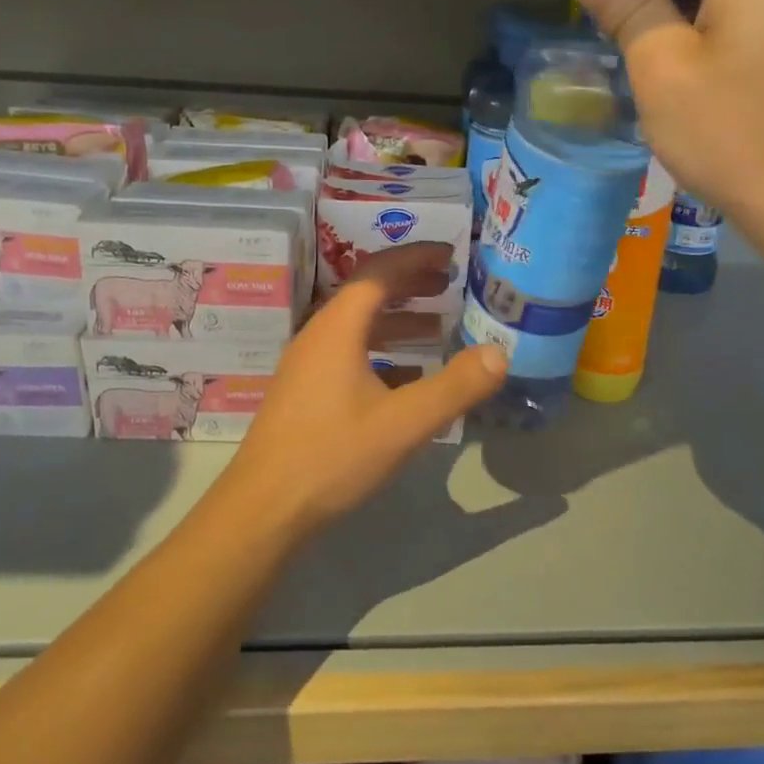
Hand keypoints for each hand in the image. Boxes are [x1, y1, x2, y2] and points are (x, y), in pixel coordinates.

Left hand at [216, 243, 506, 538]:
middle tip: (452, 282)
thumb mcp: (404, 423)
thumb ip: (455, 386)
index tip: (451, 252)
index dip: (416, 257)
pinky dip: (386, 351)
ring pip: (360, 327)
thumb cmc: (332, 456)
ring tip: (441, 325)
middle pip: (369, 294)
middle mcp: (319, 336)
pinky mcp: (307, 393)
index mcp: (338, 328)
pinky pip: (352, 354)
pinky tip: (411, 375)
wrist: (263, 511)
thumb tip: (500, 353)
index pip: (379, 272)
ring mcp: (309, 366)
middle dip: (411, 283)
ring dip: (400, 319)